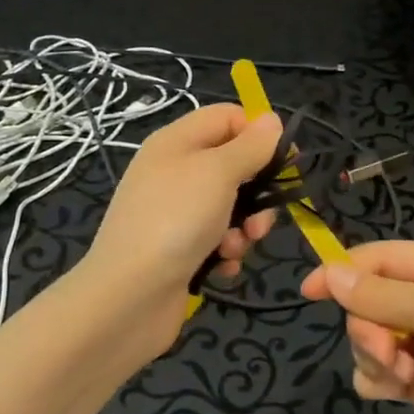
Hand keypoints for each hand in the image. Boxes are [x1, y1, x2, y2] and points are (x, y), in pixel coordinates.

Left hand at [81, 105, 281, 354]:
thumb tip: (271, 120)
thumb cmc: (175, 220)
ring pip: (229, 206)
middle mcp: (174, 171)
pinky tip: (221, 267)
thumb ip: (249, 146)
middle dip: (256, 192)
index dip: (257, 134)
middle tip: (262, 218)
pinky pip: (216, 239)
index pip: (227, 117)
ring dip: (243, 227)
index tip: (286, 161)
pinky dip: (225, 252)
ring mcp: (174, 212)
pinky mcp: (177, 248)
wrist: (128, 296)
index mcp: (177, 141)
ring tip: (236, 247)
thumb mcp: (218, 172)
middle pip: (232, 165)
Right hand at [300, 241, 413, 413]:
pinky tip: (397, 393)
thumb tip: (329, 272)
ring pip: (370, 336)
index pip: (380, 257)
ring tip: (401, 377)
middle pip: (370, 299)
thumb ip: (378, 294)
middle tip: (386, 351)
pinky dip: (380, 380)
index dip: (343, 270)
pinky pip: (380, 370)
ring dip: (375, 355)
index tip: (308, 291)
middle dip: (368, 326)